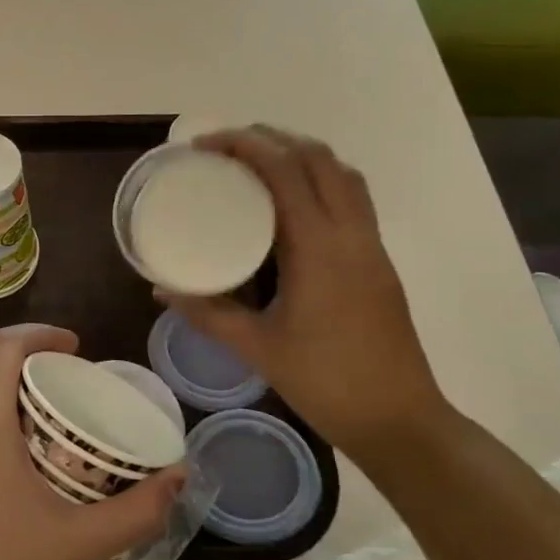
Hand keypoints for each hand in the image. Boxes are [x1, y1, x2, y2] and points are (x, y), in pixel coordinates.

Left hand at [0, 325, 184, 559]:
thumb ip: (136, 510)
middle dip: (31, 381)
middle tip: (71, 408)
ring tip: (45, 449)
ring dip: (7, 415)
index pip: (4, 346)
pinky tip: (5, 488)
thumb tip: (179, 478)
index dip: (41, 334)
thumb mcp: (77, 543)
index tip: (75, 347)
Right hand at [160, 127, 456, 461]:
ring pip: (342, 174)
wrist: (399, 420)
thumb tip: (160, 289)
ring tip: (258, 164)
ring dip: (301, 156)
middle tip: (226, 148)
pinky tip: (290, 205)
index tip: (203, 146)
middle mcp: (350, 234)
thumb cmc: (324, 381)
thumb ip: (206, 312)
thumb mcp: (255, 347)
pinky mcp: (378, 261)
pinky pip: (352, 198)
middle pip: (318, 158)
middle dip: (272, 139)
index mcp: (318, 248)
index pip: (284, 172)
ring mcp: (371, 245)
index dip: (243, 146)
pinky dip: (320, 181)